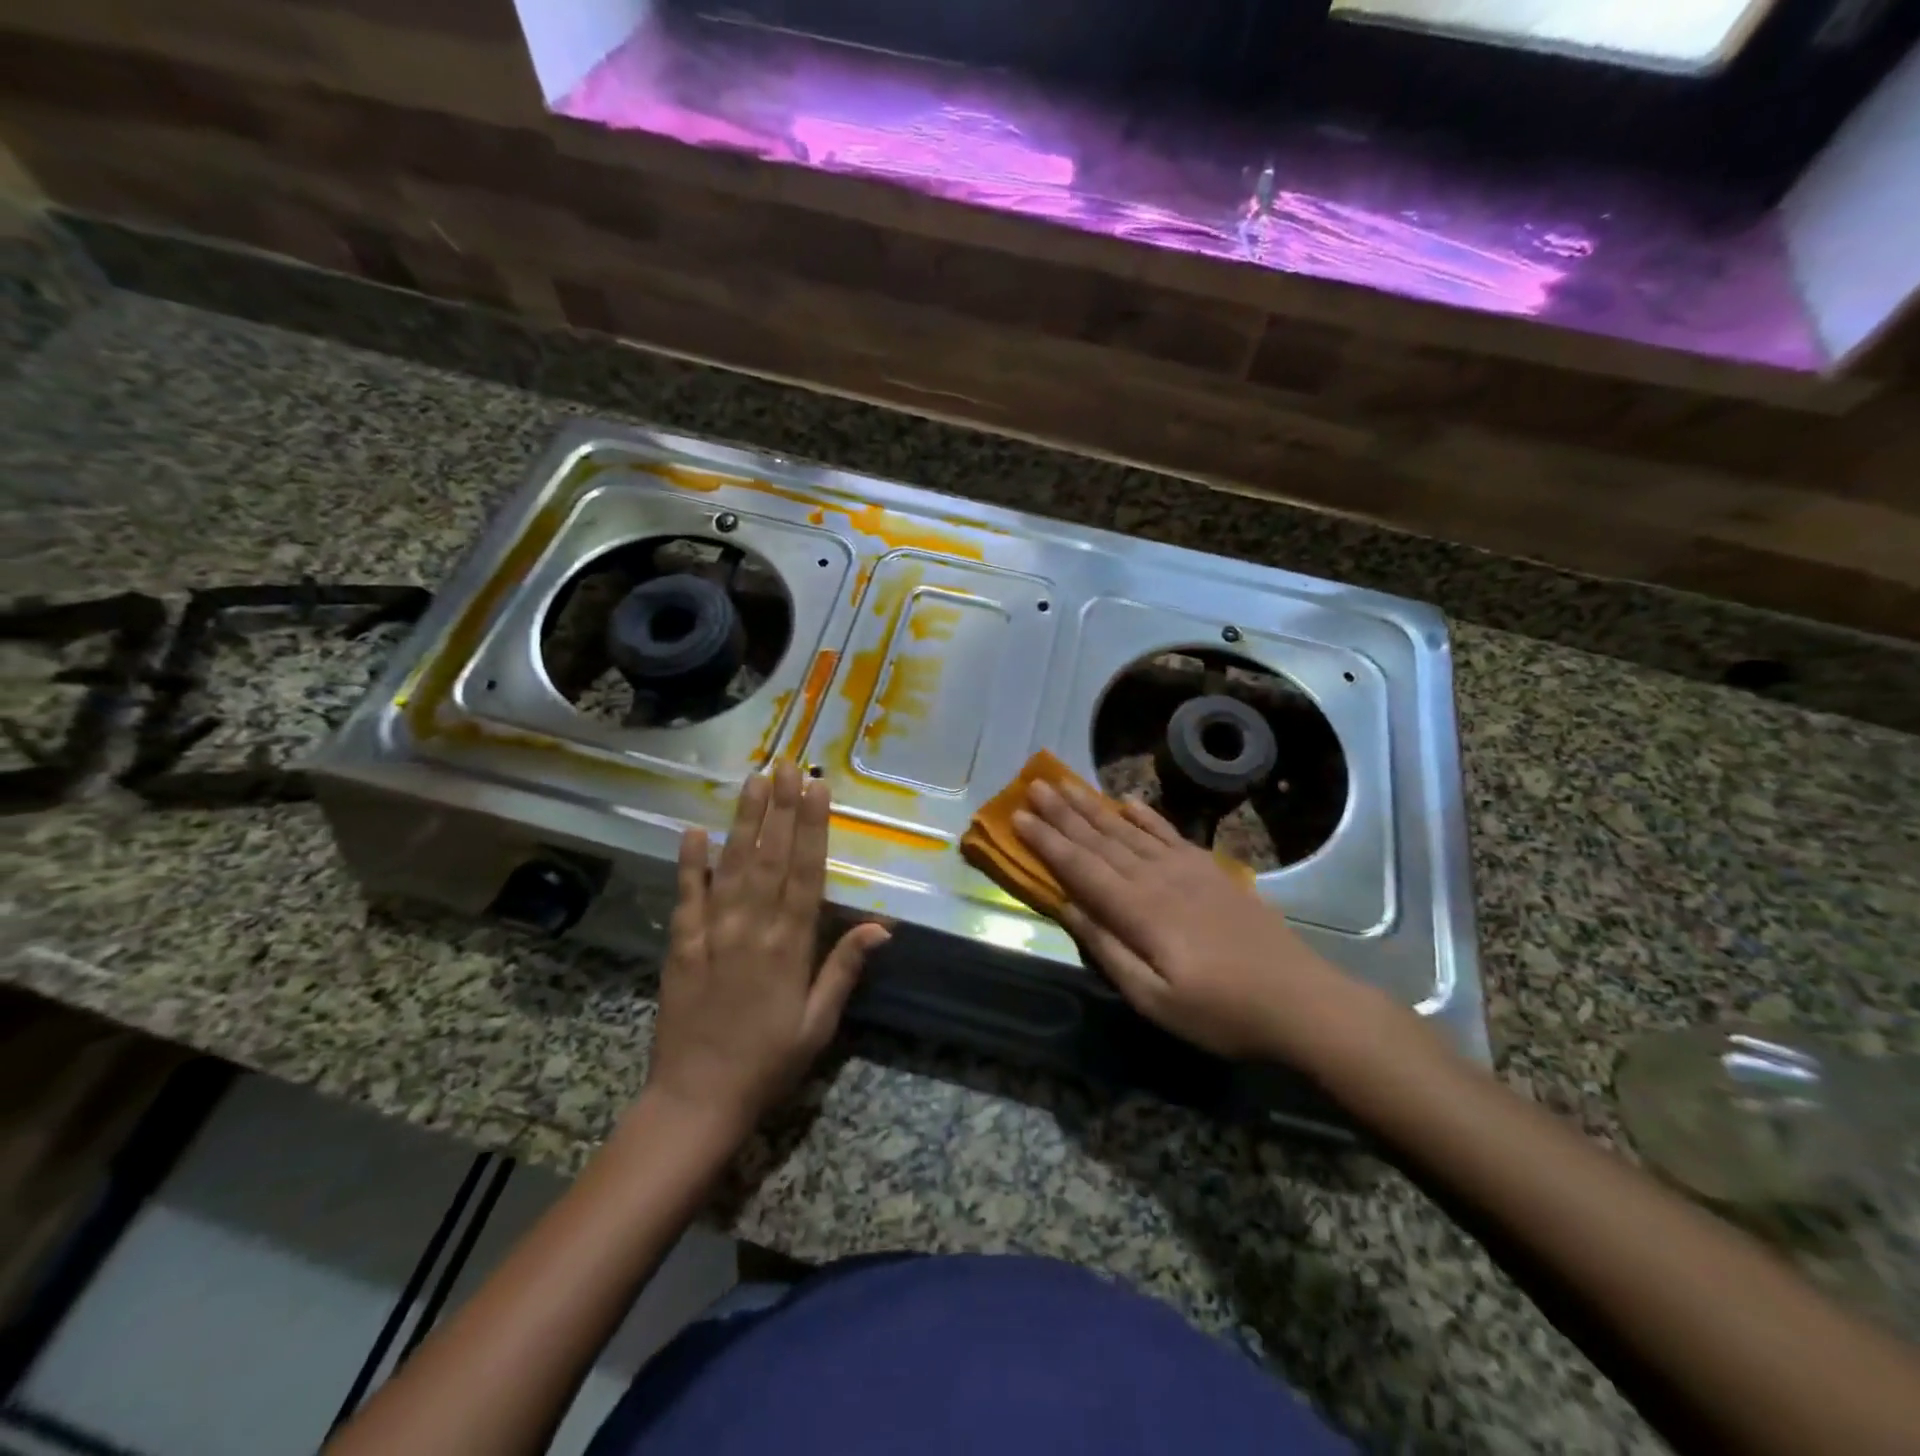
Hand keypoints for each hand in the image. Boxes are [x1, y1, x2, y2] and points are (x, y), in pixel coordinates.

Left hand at [646, 763, 889, 1137]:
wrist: (698, 1101)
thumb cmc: (770, 1063)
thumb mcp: (819, 1023)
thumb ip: (844, 968)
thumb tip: (881, 926)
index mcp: (790, 946)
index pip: (806, 872)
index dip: (813, 827)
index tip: (817, 788)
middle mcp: (752, 928)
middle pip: (770, 857)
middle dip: (781, 808)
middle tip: (788, 765)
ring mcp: (713, 934)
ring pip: (732, 866)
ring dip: (744, 821)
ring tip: (753, 781)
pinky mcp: (681, 946)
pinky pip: (686, 897)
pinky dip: (689, 863)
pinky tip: (693, 831)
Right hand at [1012, 777, 1368, 1062]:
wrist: (1300, 1000)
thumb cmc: (1220, 1012)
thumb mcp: (1153, 999)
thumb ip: (1107, 949)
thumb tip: (1067, 907)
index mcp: (1138, 911)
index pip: (1080, 868)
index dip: (1046, 842)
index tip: (1016, 817)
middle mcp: (1156, 878)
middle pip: (1099, 839)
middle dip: (1062, 813)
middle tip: (1032, 786)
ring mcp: (1186, 869)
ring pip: (1128, 830)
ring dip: (1093, 806)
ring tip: (1065, 784)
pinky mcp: (1210, 870)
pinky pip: (1168, 833)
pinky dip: (1144, 815)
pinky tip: (1128, 802)